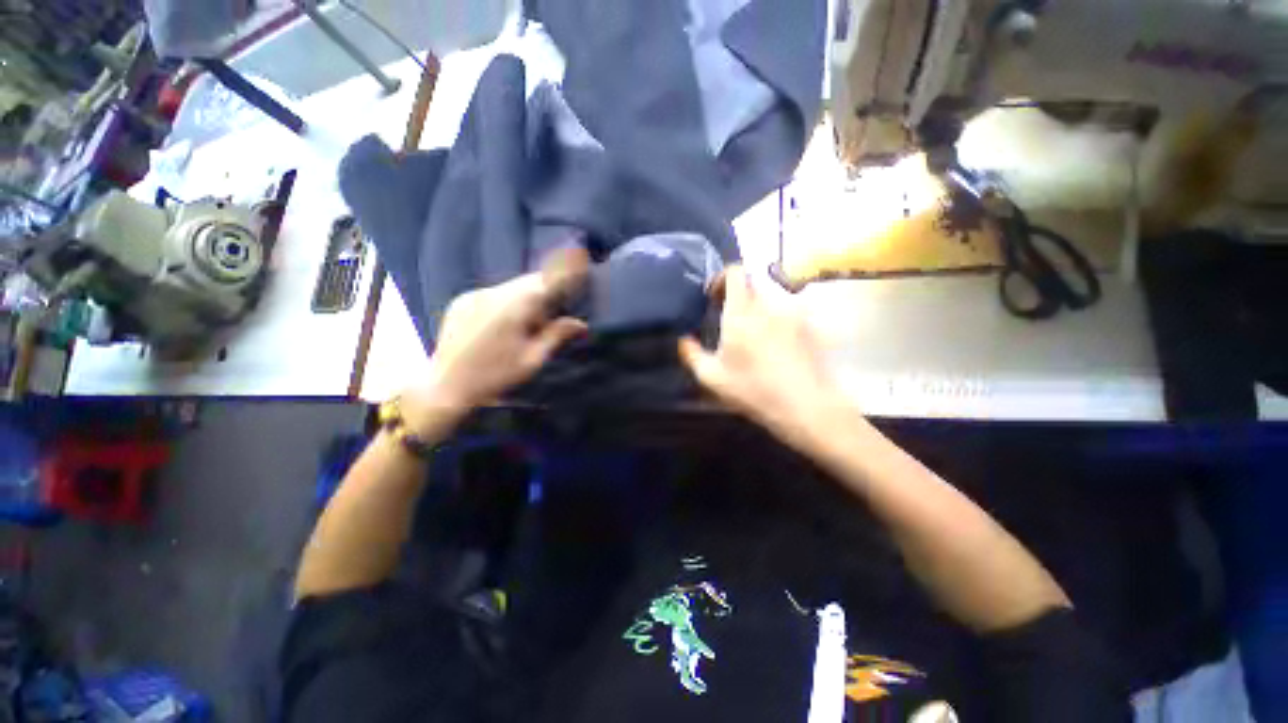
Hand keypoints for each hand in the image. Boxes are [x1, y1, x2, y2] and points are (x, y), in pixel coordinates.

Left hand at [402, 248, 589, 430]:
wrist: (445, 386)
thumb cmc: (494, 376)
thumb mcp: (532, 360)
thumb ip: (556, 336)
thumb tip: (581, 324)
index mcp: (513, 308)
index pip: (545, 280)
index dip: (564, 270)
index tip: (580, 258)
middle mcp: (493, 293)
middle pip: (529, 280)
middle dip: (547, 284)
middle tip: (561, 297)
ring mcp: (474, 295)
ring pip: (511, 285)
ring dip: (528, 293)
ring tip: (535, 314)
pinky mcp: (462, 301)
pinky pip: (494, 292)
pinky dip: (509, 298)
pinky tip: (508, 319)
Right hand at [679, 266, 849, 448]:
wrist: (805, 405)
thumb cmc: (753, 390)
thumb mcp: (712, 377)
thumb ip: (691, 354)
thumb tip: (683, 339)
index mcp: (741, 312)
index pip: (735, 272)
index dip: (722, 277)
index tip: (714, 296)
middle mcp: (768, 305)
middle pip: (752, 284)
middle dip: (738, 296)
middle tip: (731, 319)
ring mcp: (792, 313)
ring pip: (770, 299)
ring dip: (758, 310)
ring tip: (754, 336)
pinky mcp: (809, 324)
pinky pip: (787, 313)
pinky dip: (776, 321)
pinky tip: (776, 346)